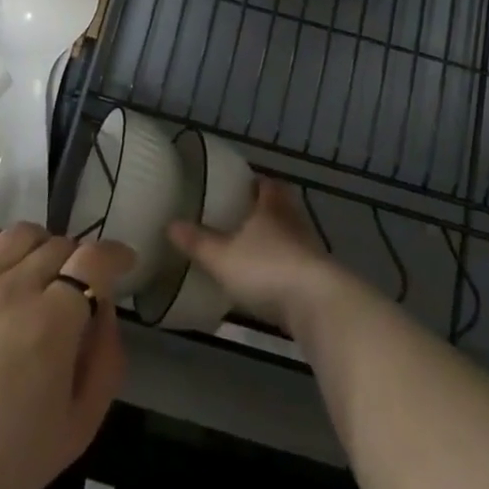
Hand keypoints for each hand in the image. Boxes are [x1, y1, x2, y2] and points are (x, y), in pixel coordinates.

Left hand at [0, 224, 134, 488]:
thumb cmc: (3, 462)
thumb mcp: (78, 427)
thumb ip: (106, 360)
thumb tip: (105, 309)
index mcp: (51, 324)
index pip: (93, 260)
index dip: (114, 256)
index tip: (122, 264)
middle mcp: (13, 288)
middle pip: (59, 245)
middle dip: (76, 262)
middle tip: (71, 289)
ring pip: (20, 234)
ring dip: (39, 248)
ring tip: (34, 274)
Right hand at [168, 178, 347, 334]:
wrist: (318, 306)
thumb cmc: (267, 269)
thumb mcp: (223, 257)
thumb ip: (197, 242)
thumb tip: (170, 224)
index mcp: (272, 206)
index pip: (266, 184)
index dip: (255, 182)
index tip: (241, 185)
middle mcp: (294, 221)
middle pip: (282, 207)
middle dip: (266, 209)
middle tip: (243, 215)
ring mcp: (310, 250)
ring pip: (291, 235)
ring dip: (276, 239)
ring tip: (252, 248)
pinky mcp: (319, 278)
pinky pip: (297, 262)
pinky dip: (284, 266)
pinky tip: (270, 279)